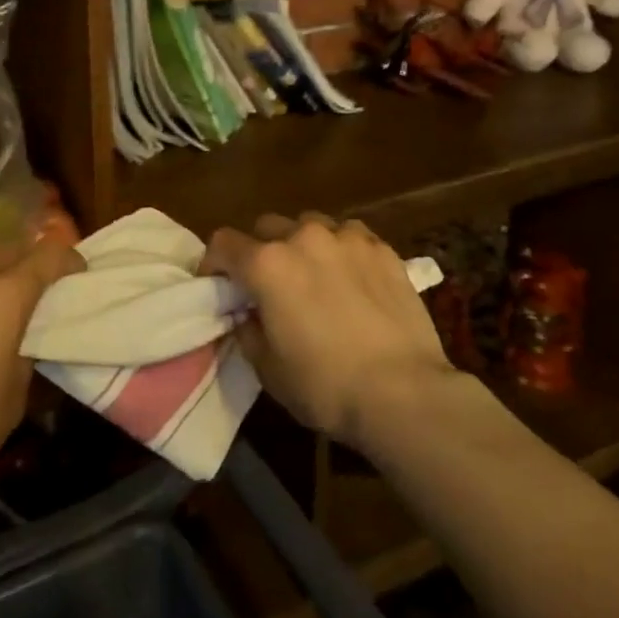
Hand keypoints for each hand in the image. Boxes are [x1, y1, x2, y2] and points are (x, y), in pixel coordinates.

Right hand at [202, 214, 456, 446]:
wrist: (403, 392)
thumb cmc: (325, 386)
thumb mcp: (268, 369)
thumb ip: (248, 330)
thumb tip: (248, 313)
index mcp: (267, 265)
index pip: (224, 243)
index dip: (214, 262)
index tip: (217, 284)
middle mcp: (304, 238)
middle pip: (267, 226)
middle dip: (260, 249)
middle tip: (268, 283)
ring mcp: (348, 238)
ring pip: (311, 225)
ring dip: (303, 245)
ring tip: (314, 275)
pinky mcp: (383, 249)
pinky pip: (351, 237)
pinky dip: (342, 251)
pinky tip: (352, 279)